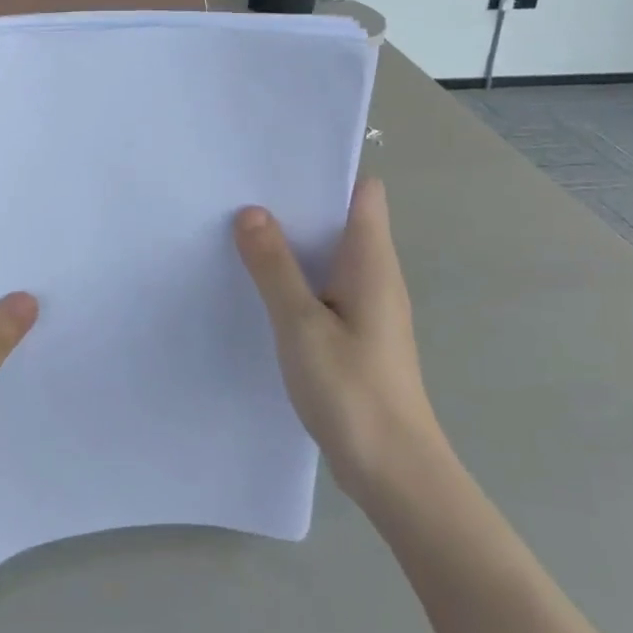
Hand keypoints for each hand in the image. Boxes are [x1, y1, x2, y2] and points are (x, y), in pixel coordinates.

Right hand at [234, 179, 441, 499]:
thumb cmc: (352, 390)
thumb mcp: (301, 324)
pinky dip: (294, 278)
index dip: (326, 170)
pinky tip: (258, 285)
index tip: (277, 162)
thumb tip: (252, 212)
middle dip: (296, 204)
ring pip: (328, 256)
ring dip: (292, 243)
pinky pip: (322, 288)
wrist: (392, 471)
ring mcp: (366, 306)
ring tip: (240, 228)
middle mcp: (374, 275)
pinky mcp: (354, 334)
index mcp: (371, 262)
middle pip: (341, 219)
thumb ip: (274, 267)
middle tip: (242, 191)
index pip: (362, 192)